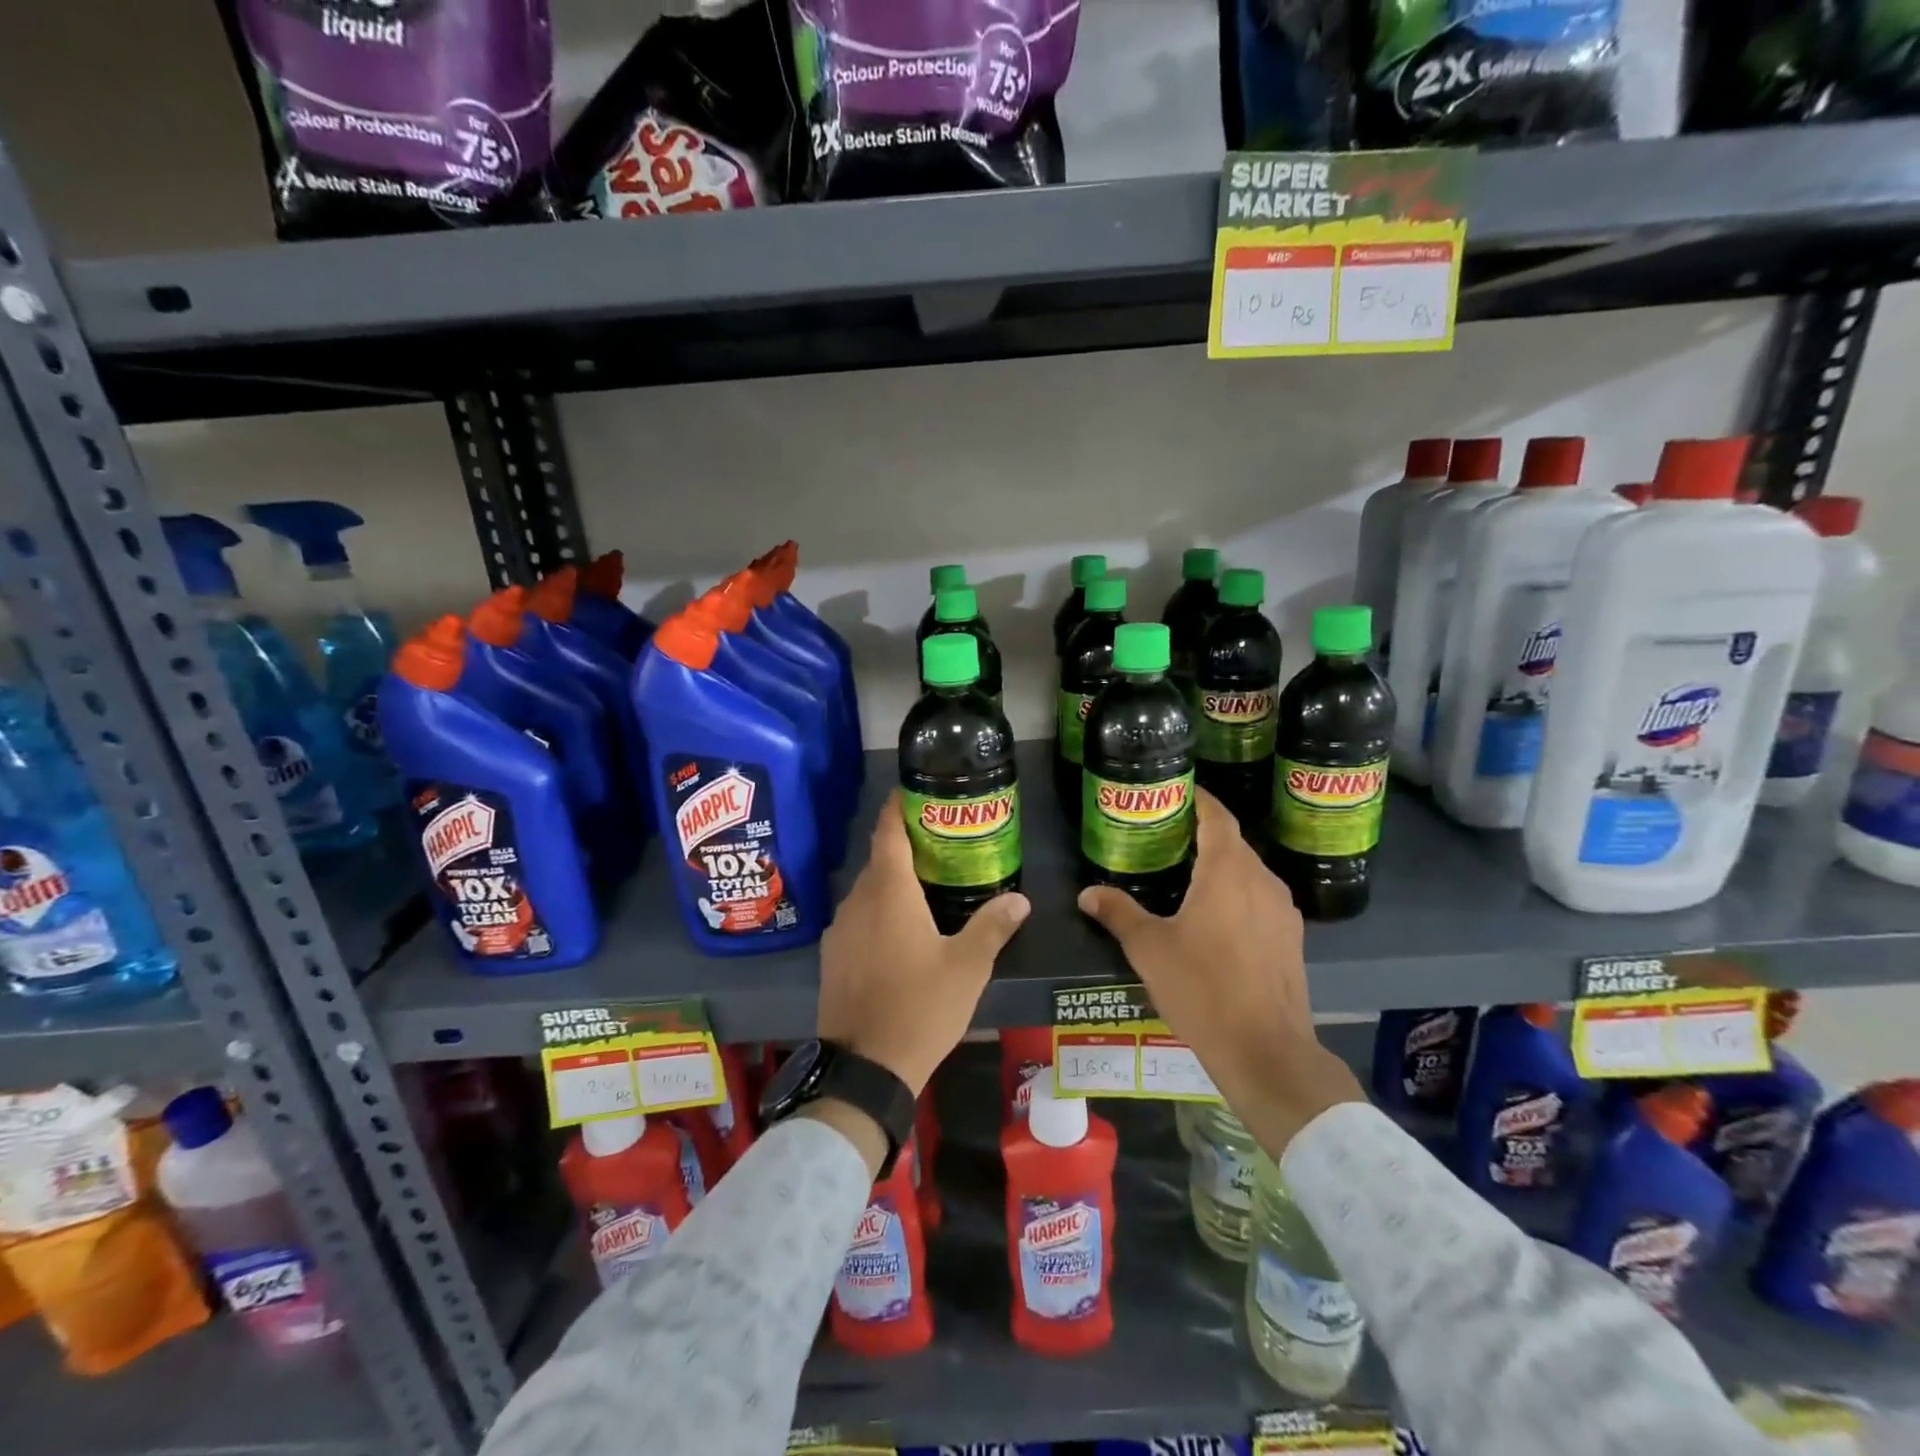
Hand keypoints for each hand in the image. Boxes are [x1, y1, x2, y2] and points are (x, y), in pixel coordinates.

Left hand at [817, 791, 1029, 1095]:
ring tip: (926, 887)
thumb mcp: (968, 967)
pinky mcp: (832, 957)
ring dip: (892, 883)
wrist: (864, 1068)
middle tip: (940, 844)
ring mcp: (839, 930)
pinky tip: (900, 931)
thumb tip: (1020, 900)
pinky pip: (857, 919)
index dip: (898, 806)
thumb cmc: (920, 1007)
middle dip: (905, 847)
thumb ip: (992, 926)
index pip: (888, 831)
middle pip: (879, 860)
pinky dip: (878, 912)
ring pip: (867, 891)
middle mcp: (857, 901)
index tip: (912, 791)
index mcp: (889, 892)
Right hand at [1077, 788, 1361, 1154]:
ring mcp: (1283, 911)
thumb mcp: (1149, 949)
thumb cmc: (1202, 988)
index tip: (1178, 791)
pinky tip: (1216, 918)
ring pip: (1250, 873)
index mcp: (1228, 871)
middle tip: (1168, 836)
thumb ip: (1118, 913)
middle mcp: (1262, 881)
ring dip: (1222, 867)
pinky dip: (1238, 894)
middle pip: (1233, 843)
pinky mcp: (1292, 939)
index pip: (1218, 817)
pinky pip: (1261, 900)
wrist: (1266, 1050)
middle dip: (1204, 834)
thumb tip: (1087, 893)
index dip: (1200, 800)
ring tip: (1187, 875)